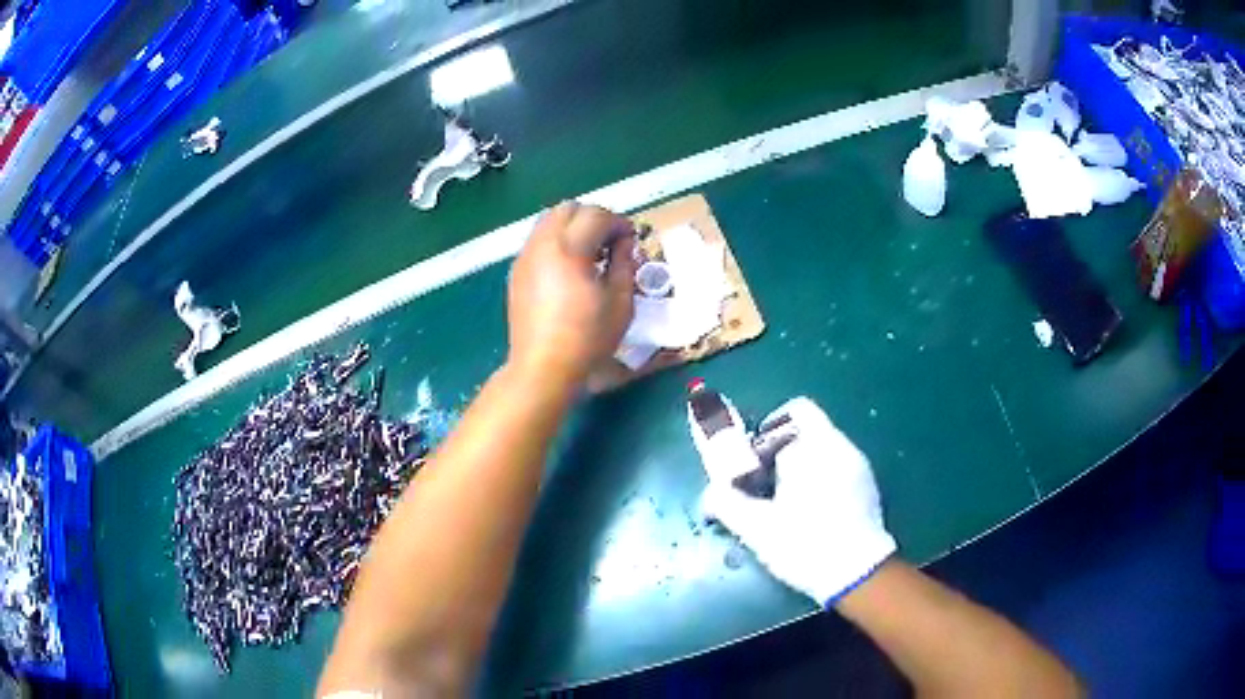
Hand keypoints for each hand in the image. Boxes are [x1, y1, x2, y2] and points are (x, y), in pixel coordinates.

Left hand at [507, 202, 636, 388]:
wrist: (542, 368)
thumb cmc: (588, 339)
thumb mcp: (620, 302)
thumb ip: (624, 263)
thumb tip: (624, 242)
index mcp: (569, 249)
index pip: (596, 215)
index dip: (618, 223)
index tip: (631, 240)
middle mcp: (542, 244)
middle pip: (569, 208)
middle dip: (594, 218)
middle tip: (611, 242)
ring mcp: (525, 257)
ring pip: (549, 220)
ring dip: (573, 227)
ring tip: (590, 254)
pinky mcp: (517, 271)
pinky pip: (538, 240)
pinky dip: (557, 241)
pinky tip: (569, 268)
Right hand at [697, 397, 895, 605]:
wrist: (858, 575)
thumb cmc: (805, 545)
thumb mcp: (757, 528)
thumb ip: (727, 502)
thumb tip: (711, 494)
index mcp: (816, 447)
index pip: (794, 411)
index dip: (769, 431)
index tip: (755, 461)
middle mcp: (842, 447)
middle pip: (809, 428)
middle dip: (782, 450)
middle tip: (764, 484)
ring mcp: (860, 466)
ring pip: (824, 449)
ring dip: (801, 465)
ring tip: (786, 501)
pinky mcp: (869, 487)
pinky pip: (838, 467)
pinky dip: (820, 478)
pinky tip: (812, 512)